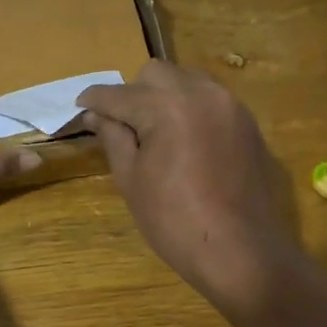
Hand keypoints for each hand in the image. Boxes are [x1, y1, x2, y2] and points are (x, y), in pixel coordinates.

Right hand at [78, 61, 298, 315]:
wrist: (241, 252)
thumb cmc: (175, 221)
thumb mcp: (132, 180)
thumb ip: (113, 138)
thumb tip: (96, 115)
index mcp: (167, 107)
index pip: (120, 94)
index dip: (95, 100)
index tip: (80, 107)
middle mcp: (202, 93)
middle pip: (155, 73)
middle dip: (133, 92)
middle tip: (123, 126)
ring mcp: (230, 105)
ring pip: (187, 80)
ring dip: (164, 96)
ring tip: (155, 132)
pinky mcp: (247, 122)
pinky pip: (210, 99)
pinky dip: (190, 108)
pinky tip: (184, 141)